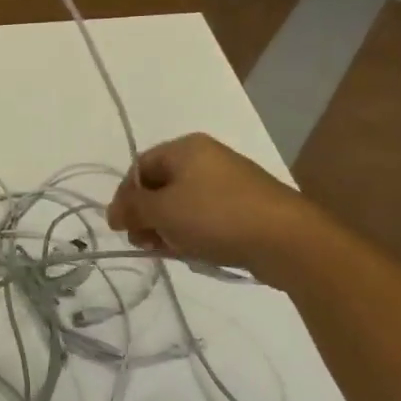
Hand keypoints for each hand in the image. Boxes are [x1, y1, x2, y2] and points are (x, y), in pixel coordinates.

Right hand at [106, 133, 302, 270]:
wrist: (286, 239)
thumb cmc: (216, 216)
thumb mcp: (162, 211)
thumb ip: (132, 209)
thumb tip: (114, 212)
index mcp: (185, 148)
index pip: (140, 167)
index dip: (125, 196)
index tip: (120, 227)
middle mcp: (206, 158)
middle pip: (161, 185)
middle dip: (147, 215)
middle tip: (145, 243)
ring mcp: (229, 182)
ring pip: (183, 204)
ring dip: (168, 228)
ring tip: (171, 251)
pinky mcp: (245, 206)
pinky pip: (206, 216)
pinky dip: (193, 232)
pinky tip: (194, 252)